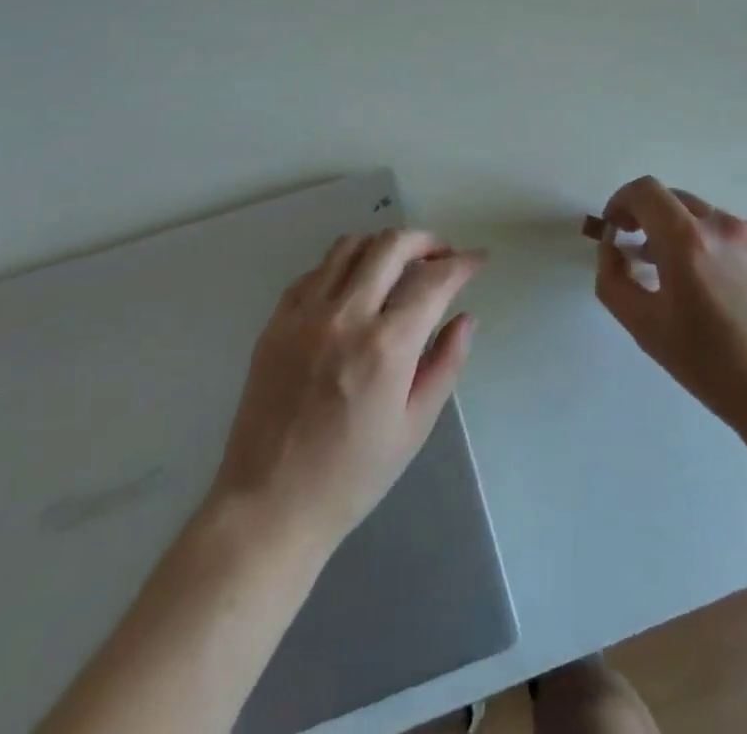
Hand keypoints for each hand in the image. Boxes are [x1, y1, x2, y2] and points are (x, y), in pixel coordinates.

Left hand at [209, 230, 481, 550]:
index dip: (462, 263)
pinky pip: (316, 270)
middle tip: (442, 255)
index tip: (477, 260)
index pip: (433, 280)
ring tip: (400, 264)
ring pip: (350, 245)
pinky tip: (355, 287)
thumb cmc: (352, 476)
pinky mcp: (276, 320)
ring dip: (384, 246)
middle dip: (426, 241)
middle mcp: (345, 316)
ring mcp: (305, 314)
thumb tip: (466, 318)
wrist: (269, 505)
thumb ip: (446, 364)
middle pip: (391, 246)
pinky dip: (344, 265)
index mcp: (386, 347)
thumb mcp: (414, 427)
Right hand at [593, 177, 746, 433]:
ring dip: (680, 232)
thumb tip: (611, 247)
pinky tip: (717, 287)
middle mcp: (722, 224)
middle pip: (673, 199)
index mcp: (687, 240)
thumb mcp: (645, 327)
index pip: (644, 191)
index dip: (621, 201)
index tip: (615, 228)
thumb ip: (613, 279)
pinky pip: (731, 232)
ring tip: (677, 275)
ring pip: (702, 216)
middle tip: (638, 253)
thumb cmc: (712, 365)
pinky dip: (711, 245)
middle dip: (648, 218)